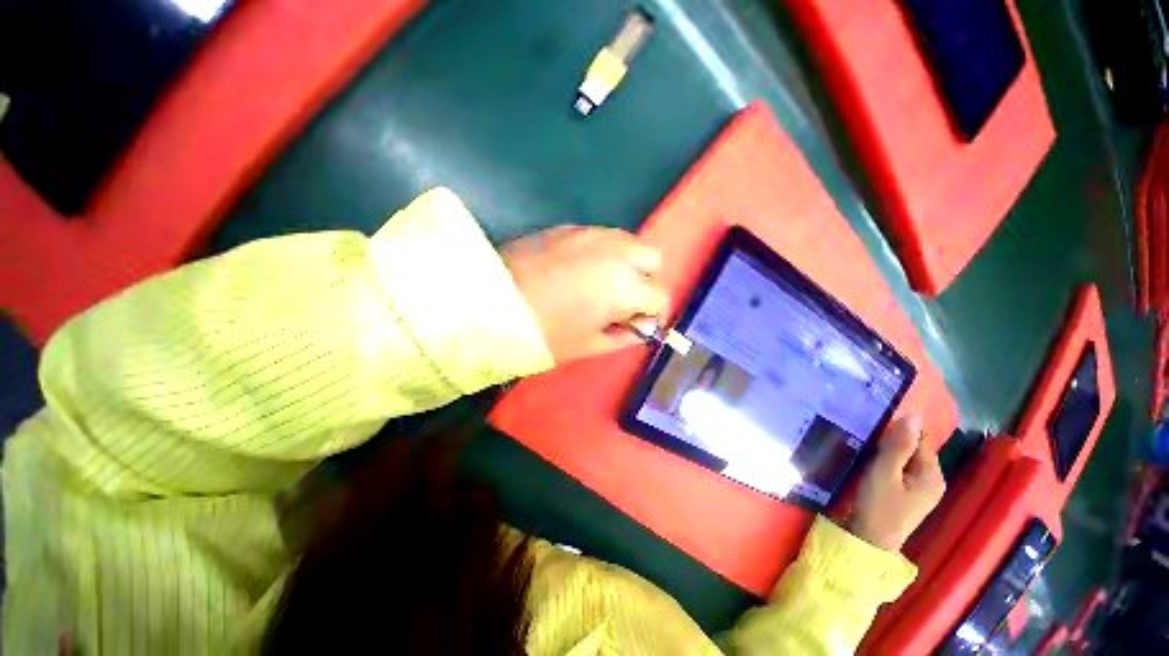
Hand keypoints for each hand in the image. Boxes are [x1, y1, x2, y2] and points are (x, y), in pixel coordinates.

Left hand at [501, 226, 669, 362]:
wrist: (491, 301)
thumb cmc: (543, 331)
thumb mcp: (588, 345)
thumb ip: (623, 337)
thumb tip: (640, 330)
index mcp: (623, 286)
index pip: (660, 295)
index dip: (654, 313)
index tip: (639, 324)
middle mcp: (615, 251)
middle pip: (652, 259)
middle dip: (645, 281)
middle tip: (623, 301)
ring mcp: (591, 234)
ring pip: (628, 242)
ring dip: (626, 263)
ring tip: (601, 284)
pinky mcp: (569, 228)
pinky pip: (601, 237)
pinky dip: (602, 253)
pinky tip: (578, 270)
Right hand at [848, 415, 945, 551]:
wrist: (870, 541)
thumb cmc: (877, 505)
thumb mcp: (884, 472)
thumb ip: (899, 445)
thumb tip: (914, 415)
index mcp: (932, 474)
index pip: (921, 440)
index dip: (900, 433)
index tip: (877, 433)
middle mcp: (935, 481)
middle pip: (917, 450)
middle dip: (896, 444)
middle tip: (870, 445)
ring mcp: (925, 491)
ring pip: (909, 461)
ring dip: (892, 455)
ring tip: (870, 454)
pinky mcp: (912, 498)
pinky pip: (905, 472)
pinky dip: (892, 466)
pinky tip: (876, 470)